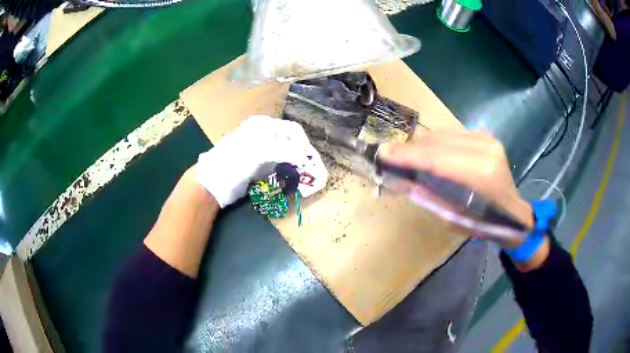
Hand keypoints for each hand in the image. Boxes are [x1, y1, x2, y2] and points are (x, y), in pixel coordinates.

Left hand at [197, 115, 322, 207]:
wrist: (213, 182)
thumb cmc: (234, 161)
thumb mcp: (260, 151)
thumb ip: (285, 151)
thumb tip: (305, 158)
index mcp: (263, 125)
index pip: (292, 130)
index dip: (303, 143)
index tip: (310, 159)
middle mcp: (264, 135)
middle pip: (290, 142)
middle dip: (301, 154)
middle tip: (310, 169)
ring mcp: (261, 151)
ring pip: (286, 155)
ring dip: (295, 164)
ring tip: (303, 175)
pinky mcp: (258, 166)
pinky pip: (278, 167)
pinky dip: (286, 172)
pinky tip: (289, 179)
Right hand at [379, 130, 534, 238]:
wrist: (511, 211)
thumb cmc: (483, 222)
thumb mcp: (452, 216)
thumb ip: (427, 192)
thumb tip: (397, 176)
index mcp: (481, 174)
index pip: (437, 158)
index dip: (408, 155)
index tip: (383, 153)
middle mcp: (486, 149)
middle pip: (438, 141)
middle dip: (411, 147)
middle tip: (389, 154)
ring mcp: (487, 139)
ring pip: (443, 134)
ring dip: (422, 144)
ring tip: (407, 155)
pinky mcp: (486, 135)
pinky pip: (452, 133)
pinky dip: (436, 141)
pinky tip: (428, 150)